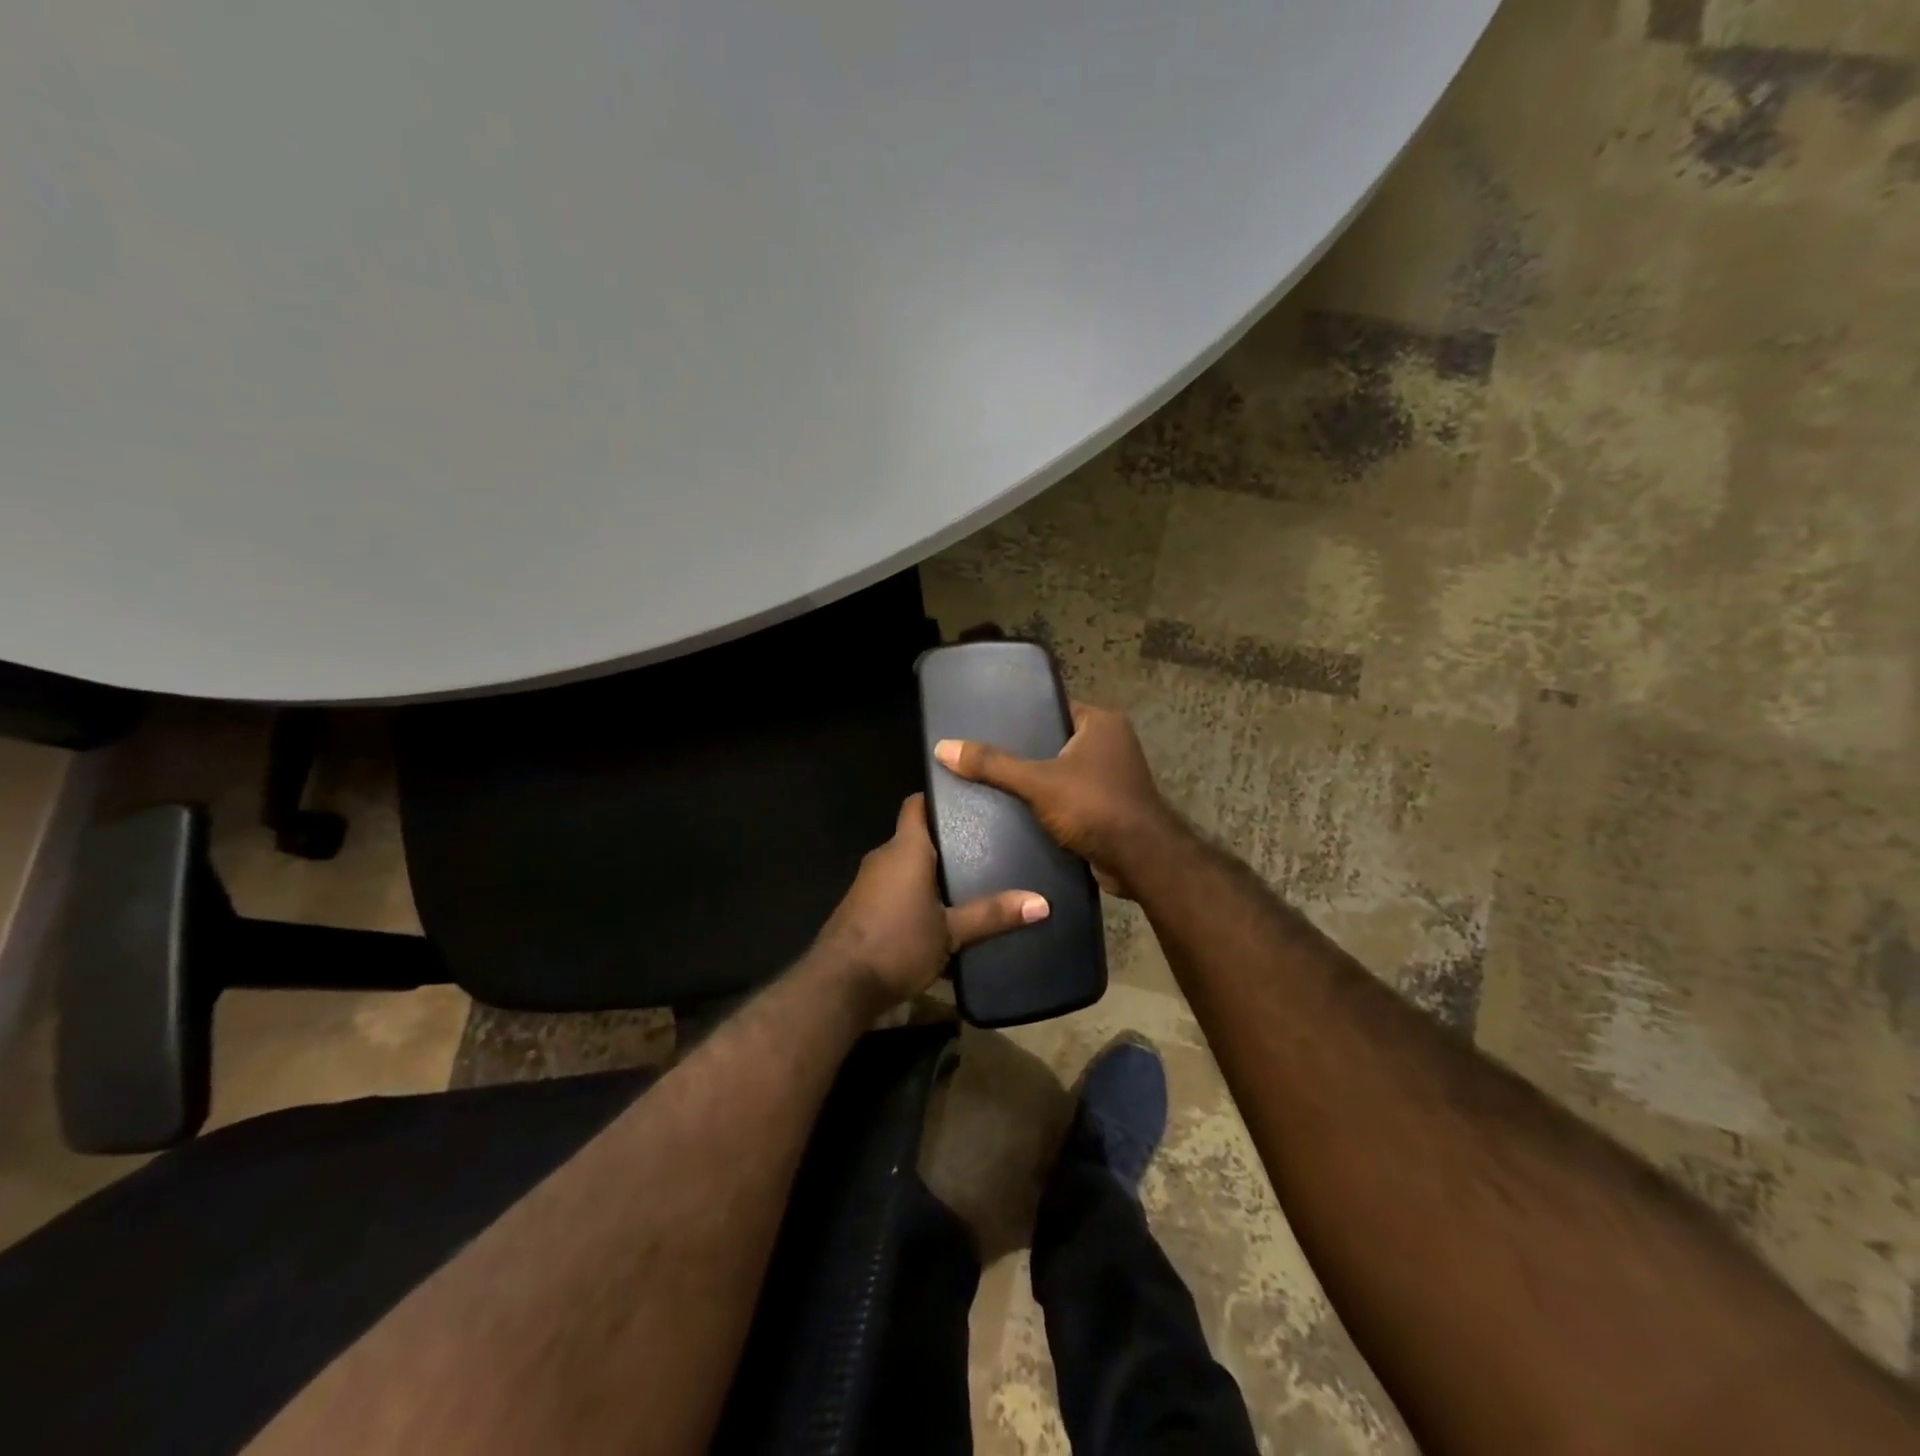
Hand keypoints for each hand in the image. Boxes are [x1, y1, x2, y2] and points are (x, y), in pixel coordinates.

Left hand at [814, 795, 1048, 1013]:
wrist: (840, 986)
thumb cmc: (898, 944)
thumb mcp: (951, 931)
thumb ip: (992, 914)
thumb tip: (1043, 903)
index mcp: (904, 849)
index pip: (917, 805)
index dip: (939, 798)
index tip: (969, 799)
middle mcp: (883, 857)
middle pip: (916, 837)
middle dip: (946, 842)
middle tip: (986, 844)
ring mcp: (868, 883)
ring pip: (905, 866)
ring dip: (931, 872)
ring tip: (971, 878)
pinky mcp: (862, 908)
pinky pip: (894, 889)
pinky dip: (915, 894)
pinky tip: (941, 913)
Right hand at [933, 700, 1180, 899]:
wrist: (1140, 860)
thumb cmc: (1094, 806)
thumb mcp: (1037, 782)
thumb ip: (992, 765)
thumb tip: (942, 747)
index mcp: (1102, 722)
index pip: (1055, 707)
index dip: (1024, 715)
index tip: (990, 724)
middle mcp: (1112, 743)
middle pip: (1057, 740)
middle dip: (1026, 751)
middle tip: (985, 756)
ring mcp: (1114, 776)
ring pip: (1064, 771)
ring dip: (1038, 780)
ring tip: (994, 783)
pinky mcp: (1110, 806)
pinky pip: (1072, 797)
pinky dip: (1051, 803)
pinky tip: (1019, 811)